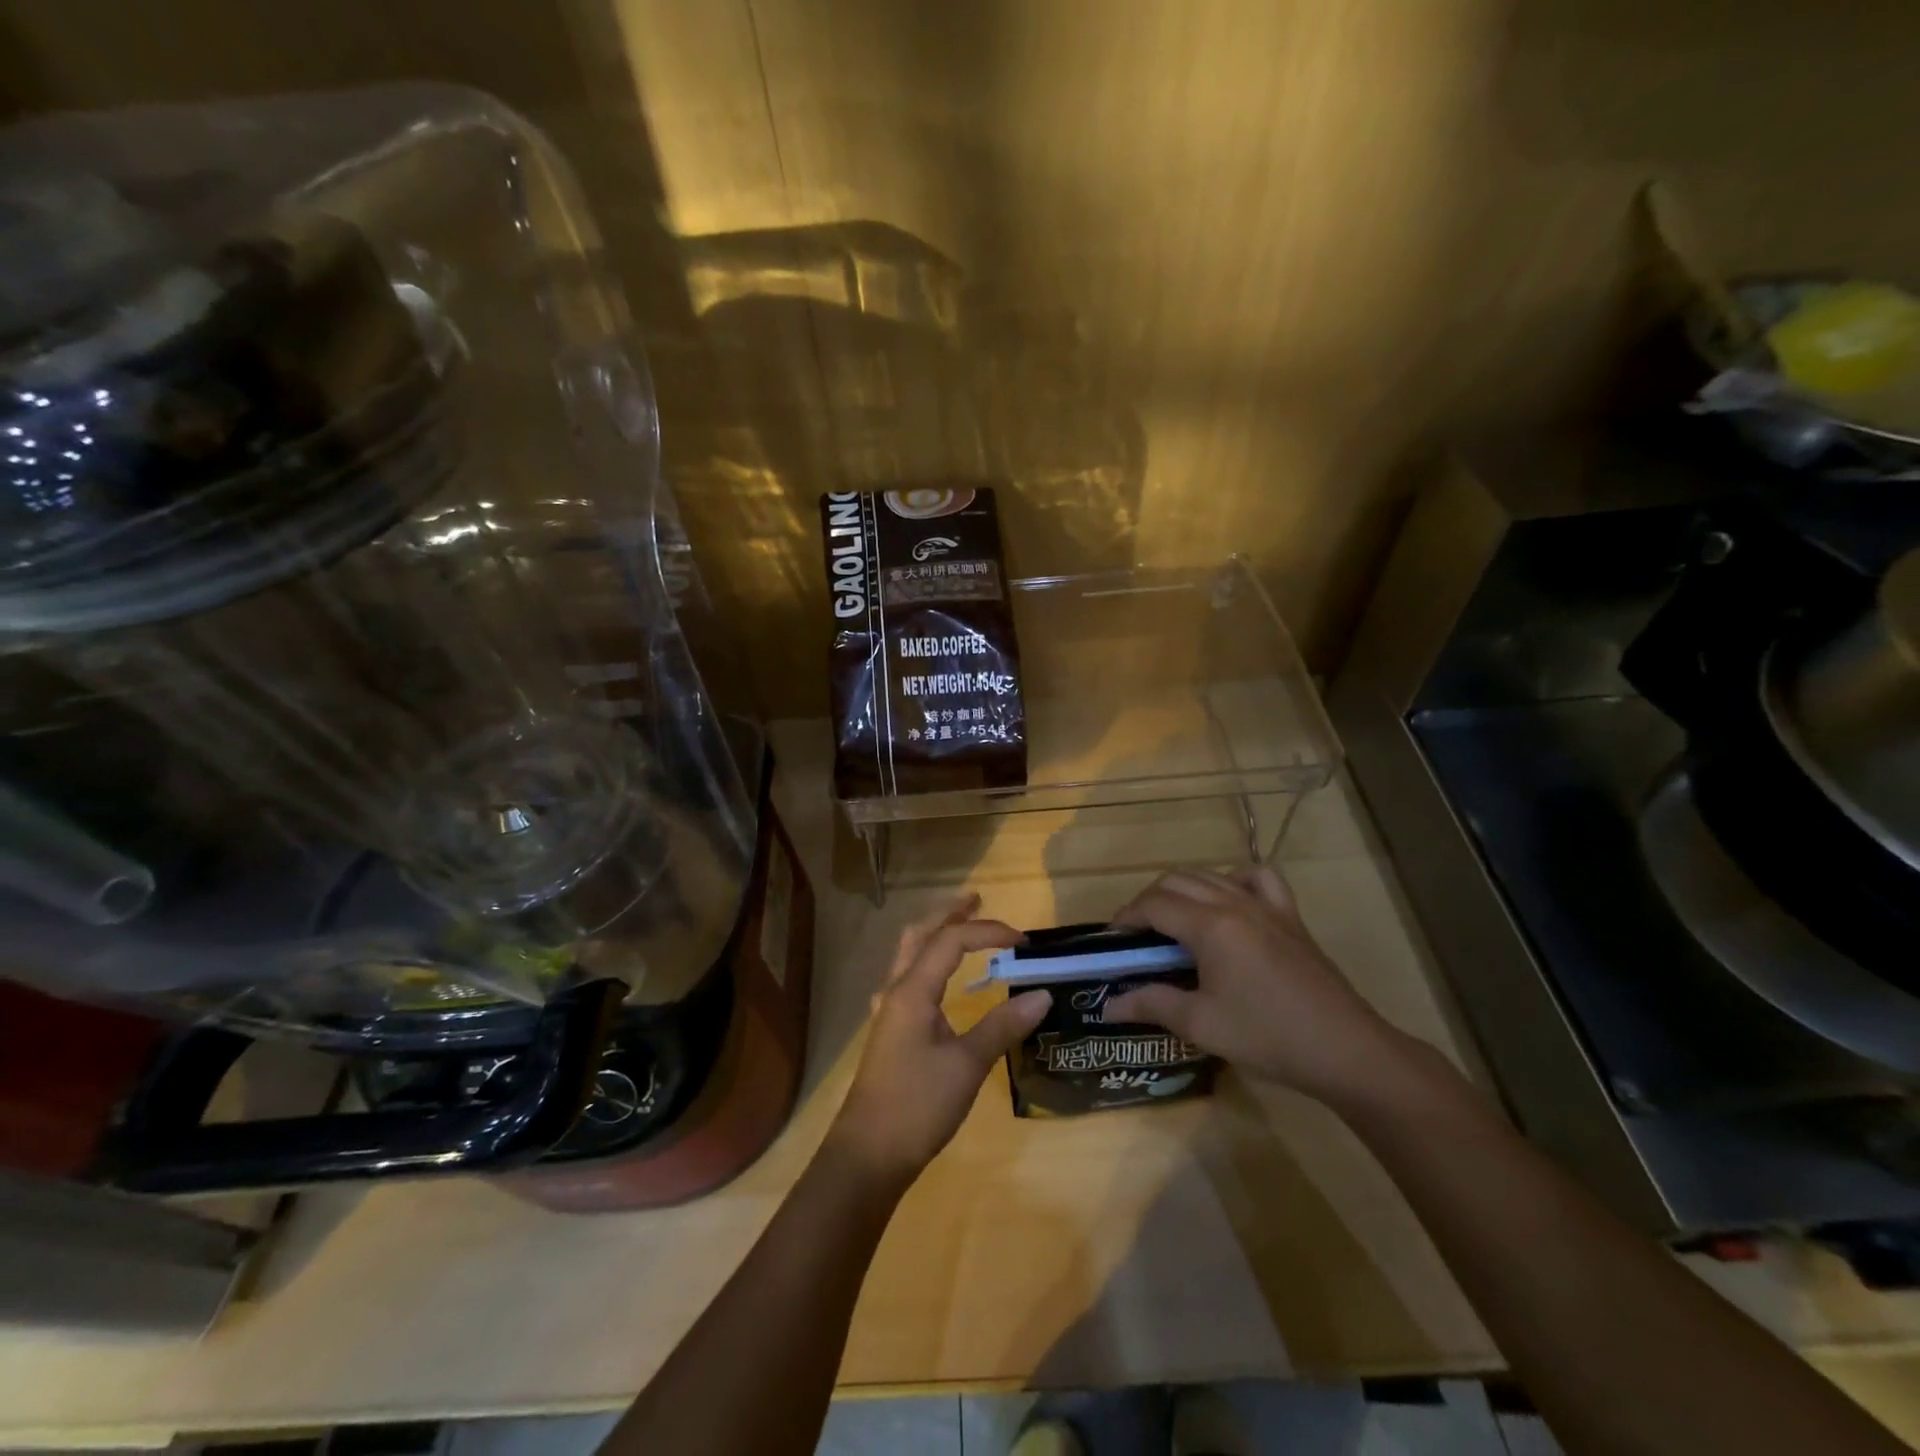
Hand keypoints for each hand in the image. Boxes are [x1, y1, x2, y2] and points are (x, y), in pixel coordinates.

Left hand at [829, 894, 1051, 1185]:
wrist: (868, 1155)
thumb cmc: (917, 1105)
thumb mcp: (967, 1065)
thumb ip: (1003, 1026)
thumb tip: (1042, 995)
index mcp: (912, 990)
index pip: (952, 940)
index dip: (988, 931)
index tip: (1024, 941)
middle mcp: (896, 991)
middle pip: (921, 936)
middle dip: (949, 915)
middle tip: (977, 901)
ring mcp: (888, 1012)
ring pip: (909, 956)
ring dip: (935, 936)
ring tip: (960, 928)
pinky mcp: (889, 1032)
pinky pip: (906, 980)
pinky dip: (926, 964)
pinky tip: (935, 982)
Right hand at [1104, 868, 1411, 1106]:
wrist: (1344, 1049)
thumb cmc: (1267, 1036)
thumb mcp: (1200, 1024)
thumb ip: (1151, 1004)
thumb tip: (1108, 1004)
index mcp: (1210, 926)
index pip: (1153, 904)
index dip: (1126, 917)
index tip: (1113, 941)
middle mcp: (1234, 902)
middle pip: (1176, 880)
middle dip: (1149, 901)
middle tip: (1138, 936)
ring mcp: (1266, 904)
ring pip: (1210, 874)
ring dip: (1182, 889)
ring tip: (1173, 922)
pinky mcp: (1289, 915)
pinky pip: (1257, 877)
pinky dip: (1233, 879)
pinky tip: (1227, 900)